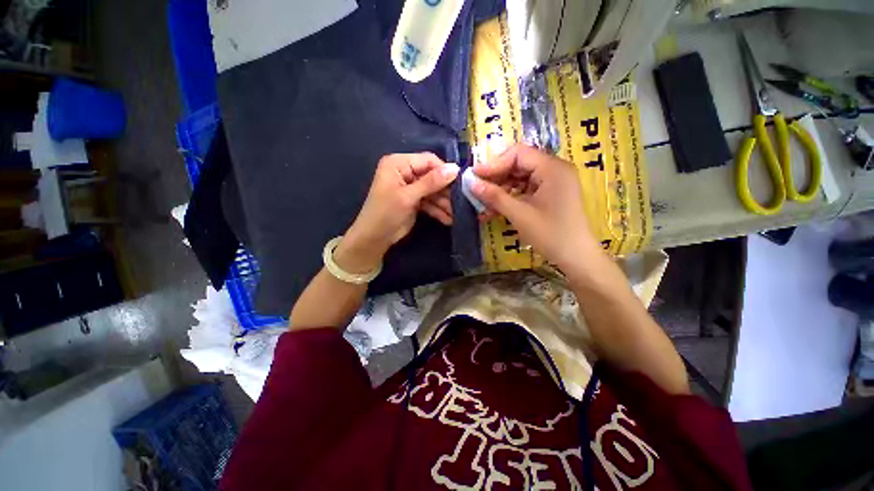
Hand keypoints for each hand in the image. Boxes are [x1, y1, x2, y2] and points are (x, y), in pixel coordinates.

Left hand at [336, 153, 458, 273]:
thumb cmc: (386, 213)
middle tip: (461, 201)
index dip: (444, 170)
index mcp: (399, 164)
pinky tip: (449, 219)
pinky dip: (438, 210)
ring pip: (433, 191)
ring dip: (444, 203)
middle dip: (446, 190)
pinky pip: (430, 202)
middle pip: (432, 176)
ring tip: (458, 214)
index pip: (428, 160)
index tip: (460, 182)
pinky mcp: (415, 201)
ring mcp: (411, 188)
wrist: (374, 239)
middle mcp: (406, 172)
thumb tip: (455, 168)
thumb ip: (431, 182)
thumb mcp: (408, 196)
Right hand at [471, 144, 599, 271]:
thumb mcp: (519, 214)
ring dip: (500, 190)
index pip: (518, 154)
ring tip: (482, 203)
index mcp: (552, 168)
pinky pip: (525, 190)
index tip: (474, 175)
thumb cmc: (550, 234)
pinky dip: (510, 198)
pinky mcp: (549, 195)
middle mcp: (554, 170)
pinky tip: (494, 209)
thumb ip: (494, 196)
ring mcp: (553, 183)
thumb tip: (471, 183)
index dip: (494, 163)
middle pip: (518, 165)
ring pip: (520, 178)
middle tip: (476, 189)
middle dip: (496, 178)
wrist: (576, 258)